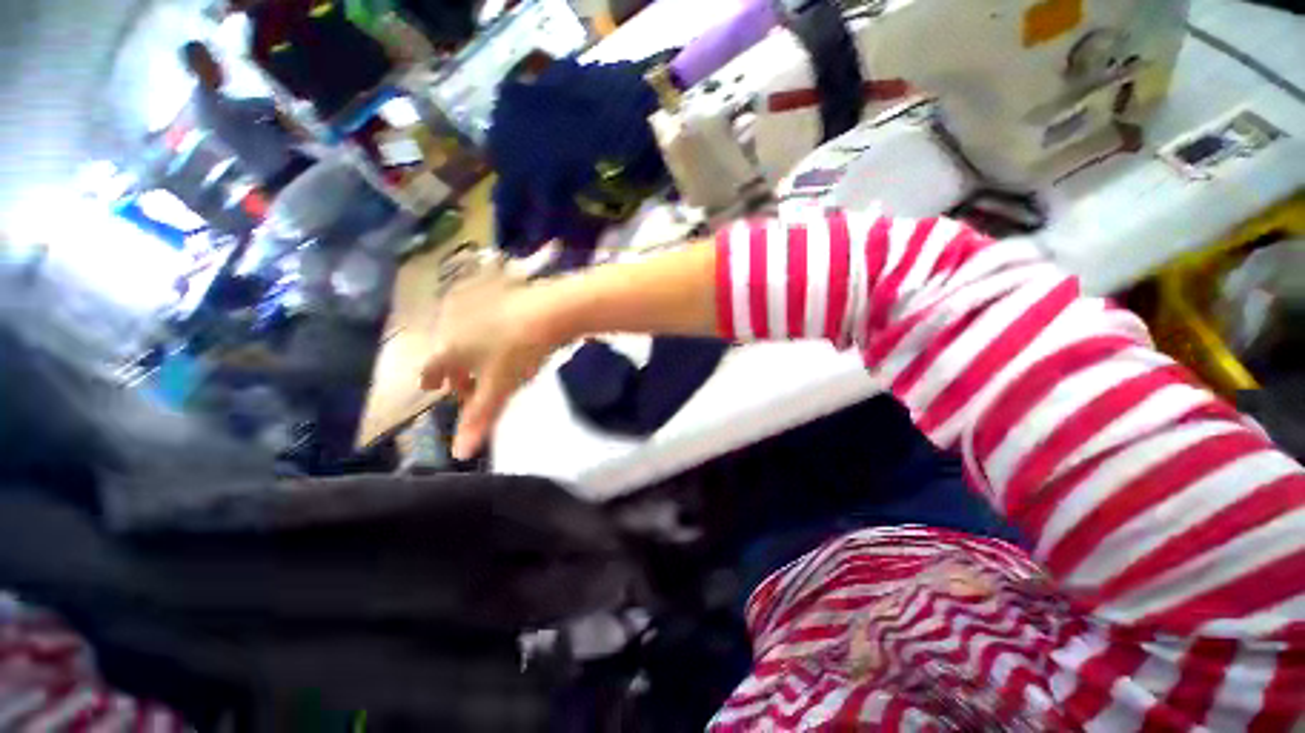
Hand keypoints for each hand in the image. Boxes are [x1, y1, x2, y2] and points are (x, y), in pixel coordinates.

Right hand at [419, 269, 560, 459]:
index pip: (432, 367)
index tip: (432, 386)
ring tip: (485, 361)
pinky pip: (484, 315)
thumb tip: (459, 454)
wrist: (549, 310)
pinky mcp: (498, 293)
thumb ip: (479, 419)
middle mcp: (455, 322)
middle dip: (455, 368)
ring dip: (471, 349)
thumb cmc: (519, 352)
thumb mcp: (500, 388)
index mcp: (450, 346)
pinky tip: (503, 333)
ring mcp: (477, 304)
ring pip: (466, 332)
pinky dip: (487, 329)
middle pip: (448, 350)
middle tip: (466, 383)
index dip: (432, 378)